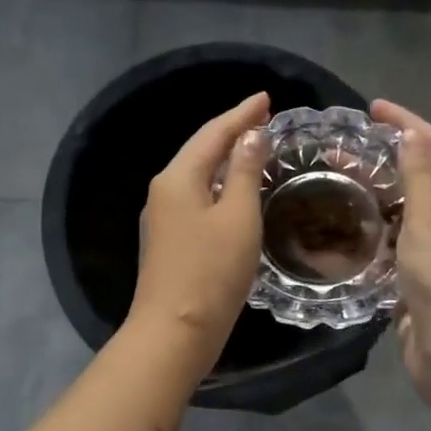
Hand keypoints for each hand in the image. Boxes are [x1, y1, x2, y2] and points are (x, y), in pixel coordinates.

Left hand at [129, 92, 271, 371]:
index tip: (267, 98)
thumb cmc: (211, 272)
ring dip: (226, 159)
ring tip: (255, 147)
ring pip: (199, 176)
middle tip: (264, 118)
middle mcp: (164, 190)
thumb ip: (246, 172)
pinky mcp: (169, 241)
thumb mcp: (238, 218)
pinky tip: (237, 190)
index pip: (213, 133)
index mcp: (178, 178)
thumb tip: (250, 137)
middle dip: (232, 132)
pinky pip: (197, 198)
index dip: (242, 114)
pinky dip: (220, 186)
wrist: (174, 331)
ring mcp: (162, 217)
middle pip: (201, 150)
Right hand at [372, 99, 430, 397]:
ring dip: (381, 196)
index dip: (410, 123)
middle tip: (347, 149)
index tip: (373, 108)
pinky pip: (400, 246)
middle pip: (427, 178)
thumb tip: (413, 135)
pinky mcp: (425, 282)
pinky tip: (350, 231)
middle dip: (391, 159)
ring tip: (341, 183)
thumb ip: (421, 176)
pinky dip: (378, 234)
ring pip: (410, 214)